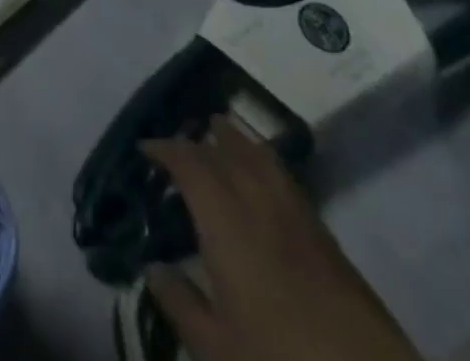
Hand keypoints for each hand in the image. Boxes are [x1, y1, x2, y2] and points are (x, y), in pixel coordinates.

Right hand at [140, 118, 420, 360]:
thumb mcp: (218, 350)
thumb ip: (181, 304)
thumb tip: (152, 267)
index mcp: (225, 220)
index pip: (188, 163)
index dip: (164, 149)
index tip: (144, 148)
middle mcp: (258, 201)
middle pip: (225, 150)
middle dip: (198, 138)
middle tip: (178, 140)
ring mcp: (297, 214)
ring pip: (259, 155)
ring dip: (235, 138)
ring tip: (219, 130)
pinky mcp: (325, 235)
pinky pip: (283, 175)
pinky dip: (263, 159)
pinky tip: (261, 174)